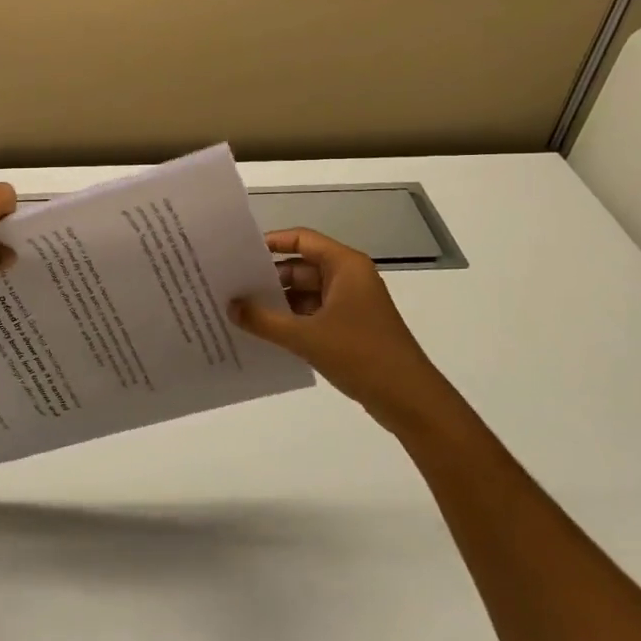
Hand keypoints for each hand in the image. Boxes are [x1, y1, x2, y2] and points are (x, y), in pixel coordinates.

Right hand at [230, 228, 455, 432]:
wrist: (410, 400)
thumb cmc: (361, 355)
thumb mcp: (305, 337)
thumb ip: (263, 320)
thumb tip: (230, 306)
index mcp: (345, 266)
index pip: (302, 239)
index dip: (271, 242)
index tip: (238, 252)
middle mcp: (349, 278)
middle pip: (301, 266)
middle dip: (268, 277)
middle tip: (231, 285)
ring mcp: (351, 304)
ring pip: (306, 292)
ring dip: (278, 301)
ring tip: (239, 309)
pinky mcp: (350, 328)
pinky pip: (313, 314)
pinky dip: (291, 320)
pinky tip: (263, 332)